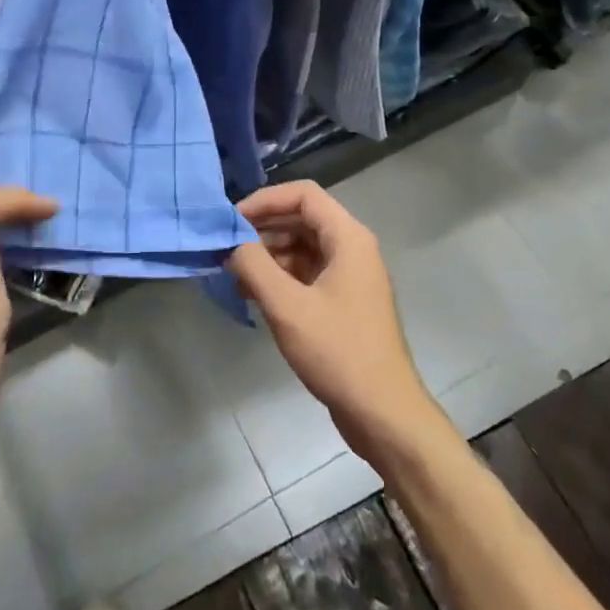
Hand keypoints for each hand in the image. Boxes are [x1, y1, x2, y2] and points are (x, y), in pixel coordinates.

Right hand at [228, 181, 449, 471]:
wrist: (383, 414)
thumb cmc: (338, 352)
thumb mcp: (287, 307)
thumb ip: (254, 266)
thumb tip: (230, 242)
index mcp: (348, 238)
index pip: (303, 195)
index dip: (265, 200)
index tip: (232, 220)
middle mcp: (352, 249)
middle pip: (302, 219)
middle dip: (263, 229)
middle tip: (227, 248)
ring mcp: (350, 276)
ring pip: (303, 247)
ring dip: (268, 255)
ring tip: (235, 274)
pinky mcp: (344, 302)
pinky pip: (308, 273)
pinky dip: (281, 277)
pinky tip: (253, 294)